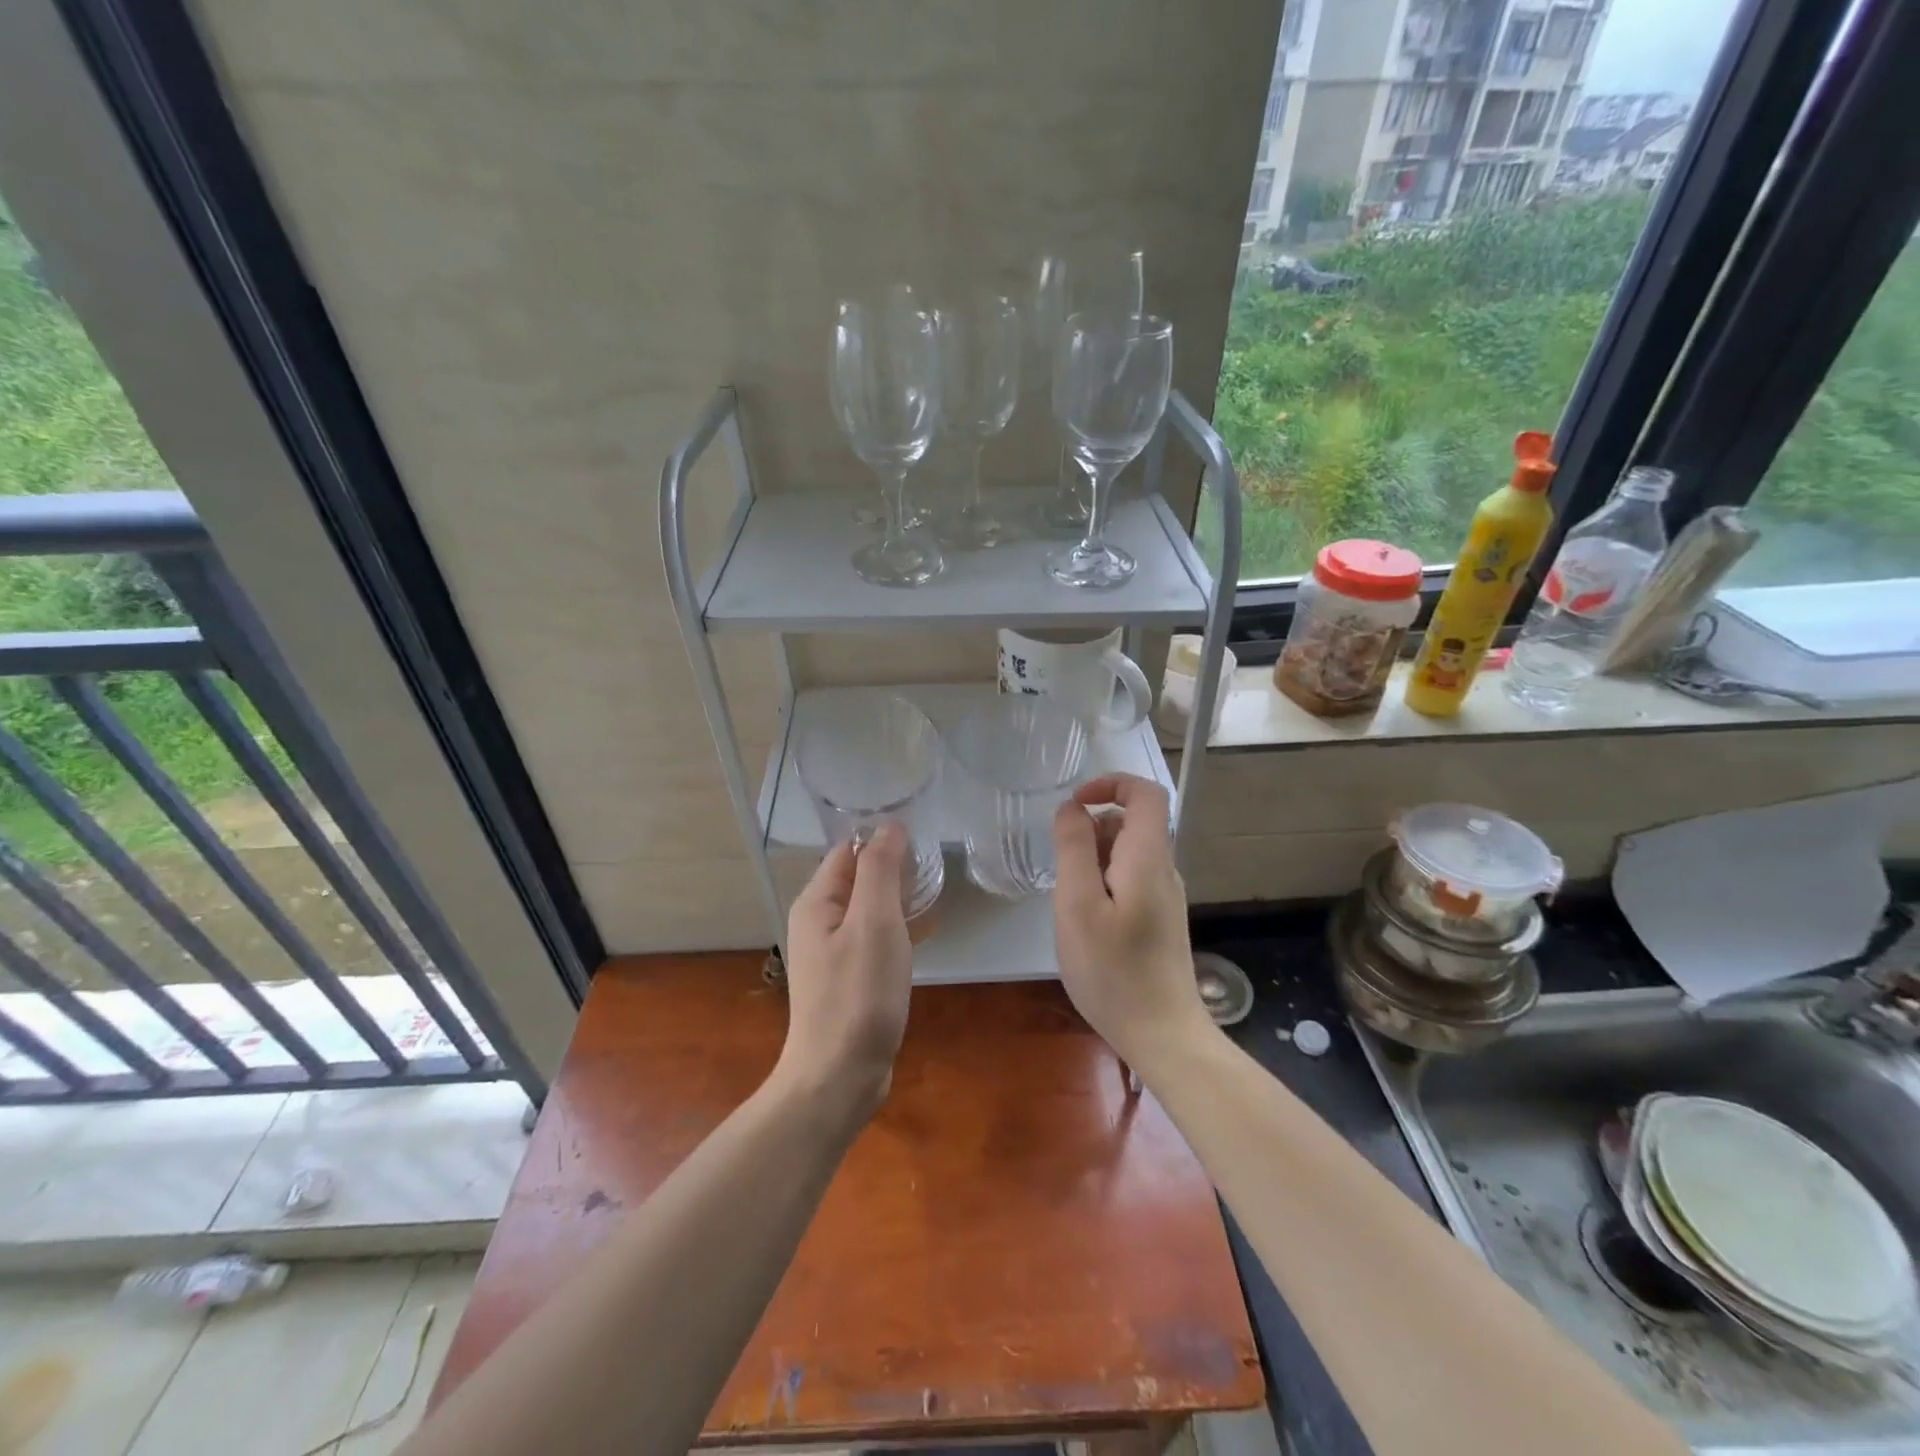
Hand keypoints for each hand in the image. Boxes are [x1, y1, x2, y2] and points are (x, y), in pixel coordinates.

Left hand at [776, 822, 913, 1118]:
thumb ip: (881, 870)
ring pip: (869, 909)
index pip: (848, 851)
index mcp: (817, 901)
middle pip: (858, 878)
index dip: (882, 840)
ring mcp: (832, 952)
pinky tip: (924, 936)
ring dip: (899, 899)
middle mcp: (818, 921)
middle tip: (936, 870)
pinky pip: (874, 938)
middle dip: (894, 869)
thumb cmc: (859, 994)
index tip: (923, 842)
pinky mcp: (848, 978)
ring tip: (935, 897)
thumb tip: (889, 825)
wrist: (839, 1076)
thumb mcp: (875, 922)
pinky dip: (898, 929)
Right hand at [1052, 774, 1212, 1075]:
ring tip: (1072, 908)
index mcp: (1148, 857)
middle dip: (1091, 833)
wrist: (1163, 1035)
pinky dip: (1101, 886)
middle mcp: (1163, 869)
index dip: (1110, 784)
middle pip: (1131, 823)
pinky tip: (1088, 926)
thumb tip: (1072, 808)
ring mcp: (1164, 896)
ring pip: (1126, 854)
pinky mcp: (1159, 919)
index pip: (1145, 793)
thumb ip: (1074, 848)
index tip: (1074, 806)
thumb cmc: (1113, 971)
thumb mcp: (1078, 905)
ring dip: (1092, 863)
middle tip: (1064, 877)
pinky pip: (1128, 881)